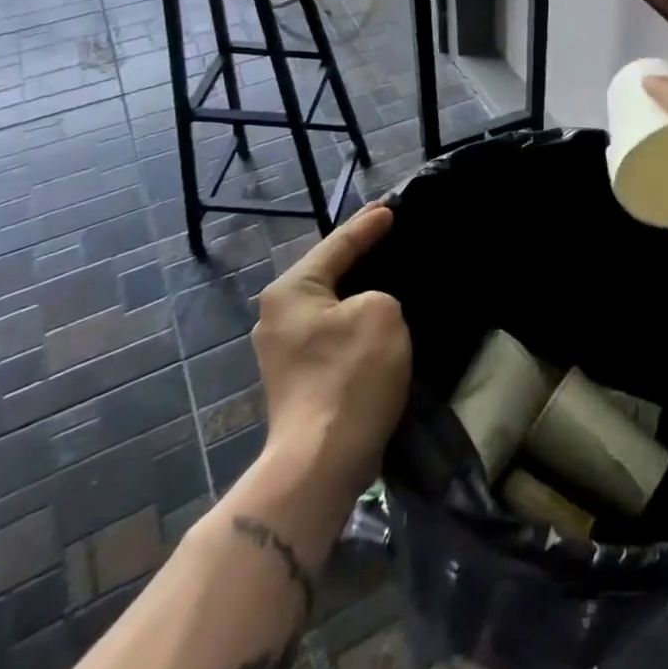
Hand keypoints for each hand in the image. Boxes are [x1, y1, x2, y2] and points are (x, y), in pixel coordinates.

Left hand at [250, 205, 410, 498]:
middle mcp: (277, 315)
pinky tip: (375, 318)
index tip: (390, 208)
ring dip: (356, 291)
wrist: (322, 460)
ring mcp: (282, 350)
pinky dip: (352, 320)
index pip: (336, 245)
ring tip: (385, 273)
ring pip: (329, 305)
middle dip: (357, 255)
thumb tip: (366, 309)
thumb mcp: (381, 313)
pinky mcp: (298, 378)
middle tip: (387, 233)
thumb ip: (378, 294)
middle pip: (326, 273)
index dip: (367, 226)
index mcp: (290, 291)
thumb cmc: (350, 375)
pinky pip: (331, 332)